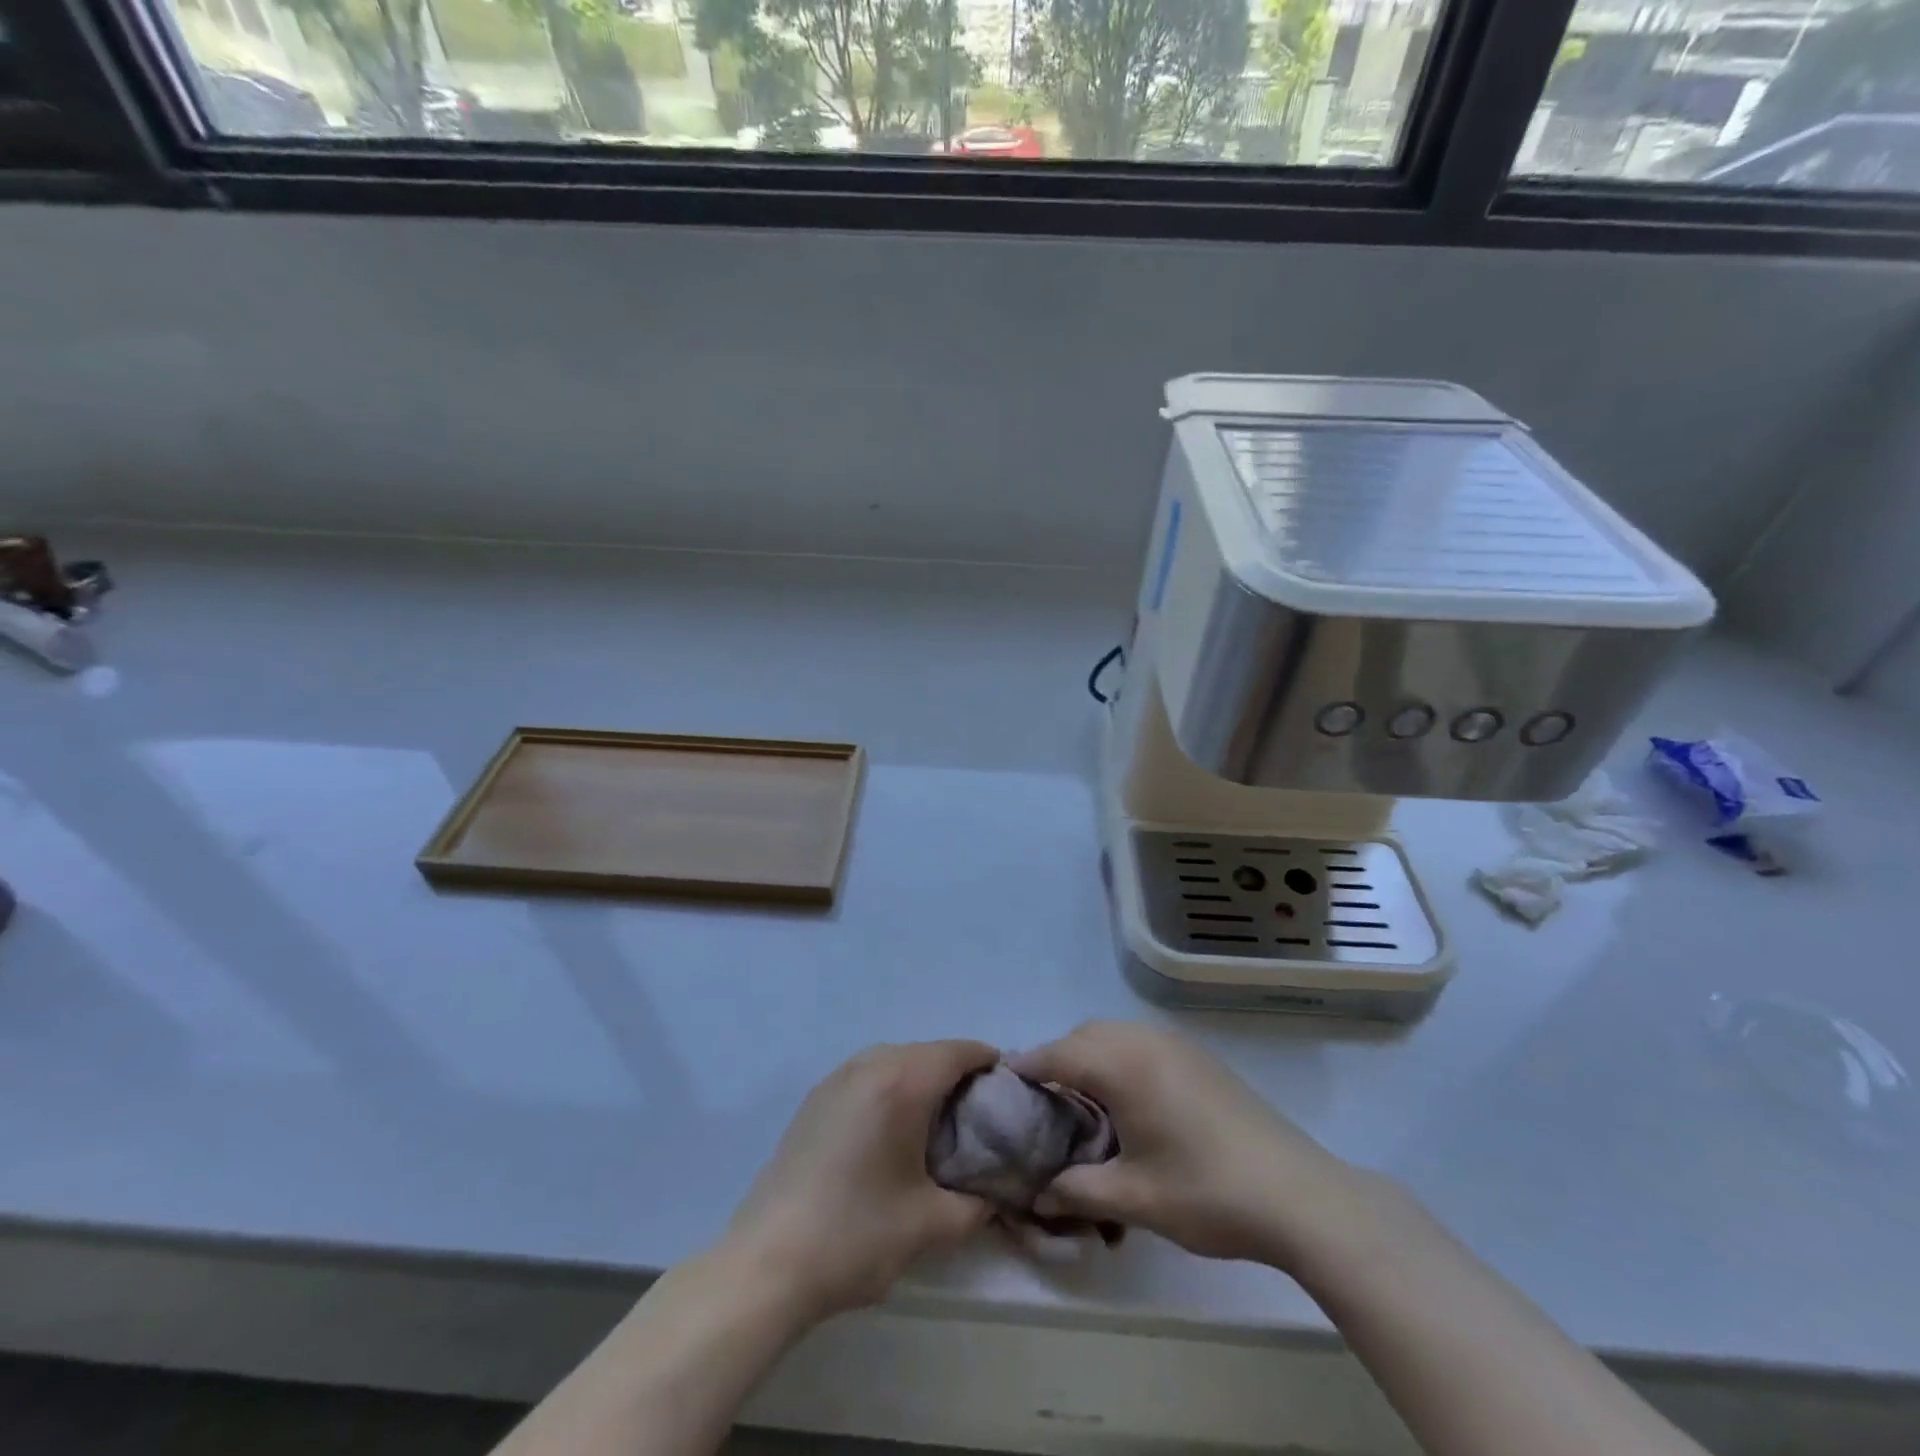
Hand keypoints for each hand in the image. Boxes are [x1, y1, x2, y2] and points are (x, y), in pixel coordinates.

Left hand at [722, 1040, 997, 1321]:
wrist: (766, 1263)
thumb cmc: (855, 1235)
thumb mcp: (930, 1226)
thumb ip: (976, 1206)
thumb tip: (995, 1196)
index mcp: (902, 1082)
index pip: (959, 1052)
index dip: (990, 1065)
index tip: (1008, 1096)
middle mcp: (870, 1065)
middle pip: (928, 1052)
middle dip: (958, 1076)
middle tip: (977, 1119)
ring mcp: (837, 1078)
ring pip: (896, 1060)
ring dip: (922, 1080)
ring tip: (936, 1127)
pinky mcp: (815, 1098)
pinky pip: (868, 1075)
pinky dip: (891, 1088)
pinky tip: (891, 1133)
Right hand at [1012, 1021, 1364, 1269]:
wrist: (1299, 1194)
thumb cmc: (1208, 1193)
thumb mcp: (1134, 1199)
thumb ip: (1077, 1190)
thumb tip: (1038, 1193)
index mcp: (1122, 1065)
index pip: (1056, 1055)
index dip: (1025, 1069)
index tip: (1002, 1089)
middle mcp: (1144, 1040)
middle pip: (1083, 1036)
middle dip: (1056, 1060)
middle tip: (1043, 1105)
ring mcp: (1175, 1044)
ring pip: (1113, 1034)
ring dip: (1089, 1056)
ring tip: (1082, 1102)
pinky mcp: (1198, 1056)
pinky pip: (1140, 1041)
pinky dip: (1118, 1057)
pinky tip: (1128, 1100)